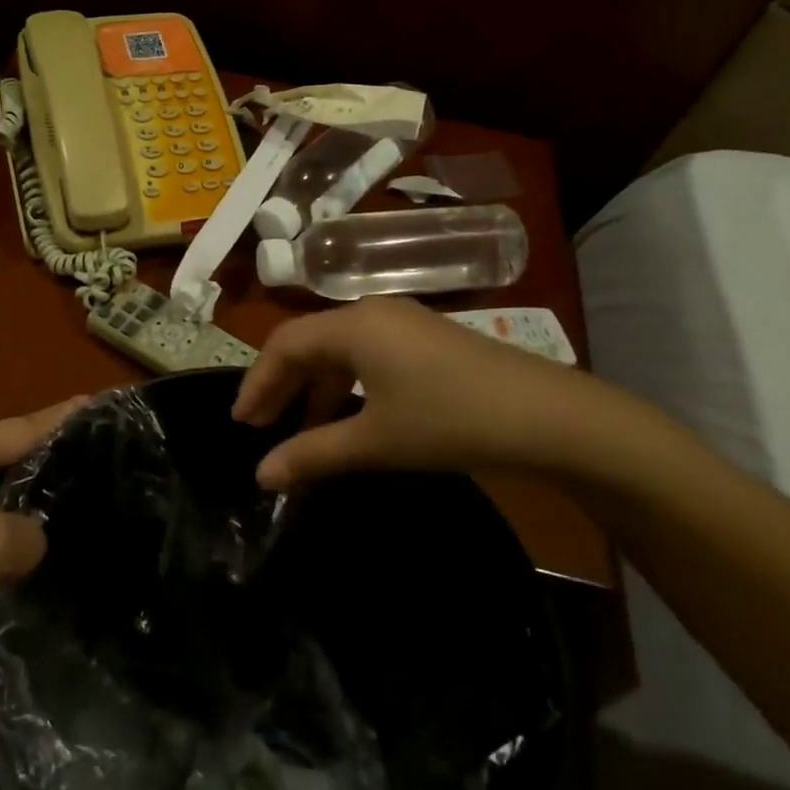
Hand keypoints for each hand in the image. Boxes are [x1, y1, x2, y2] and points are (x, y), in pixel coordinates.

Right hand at [233, 297, 651, 489]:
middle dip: (282, 385)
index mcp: (353, 325)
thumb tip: (261, 475)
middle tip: (261, 428)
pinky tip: (348, 419)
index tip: (241, 424)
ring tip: (300, 430)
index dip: (257, 383)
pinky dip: (346, 386)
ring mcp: (404, 325)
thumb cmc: (449, 421)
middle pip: (309, 343)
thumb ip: (312, 454)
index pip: (284, 345)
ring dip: (315, 389)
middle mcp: (373, 313)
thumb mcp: (374, 441)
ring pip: (340, 351)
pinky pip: (368, 357)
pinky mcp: (427, 342)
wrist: (547, 417)